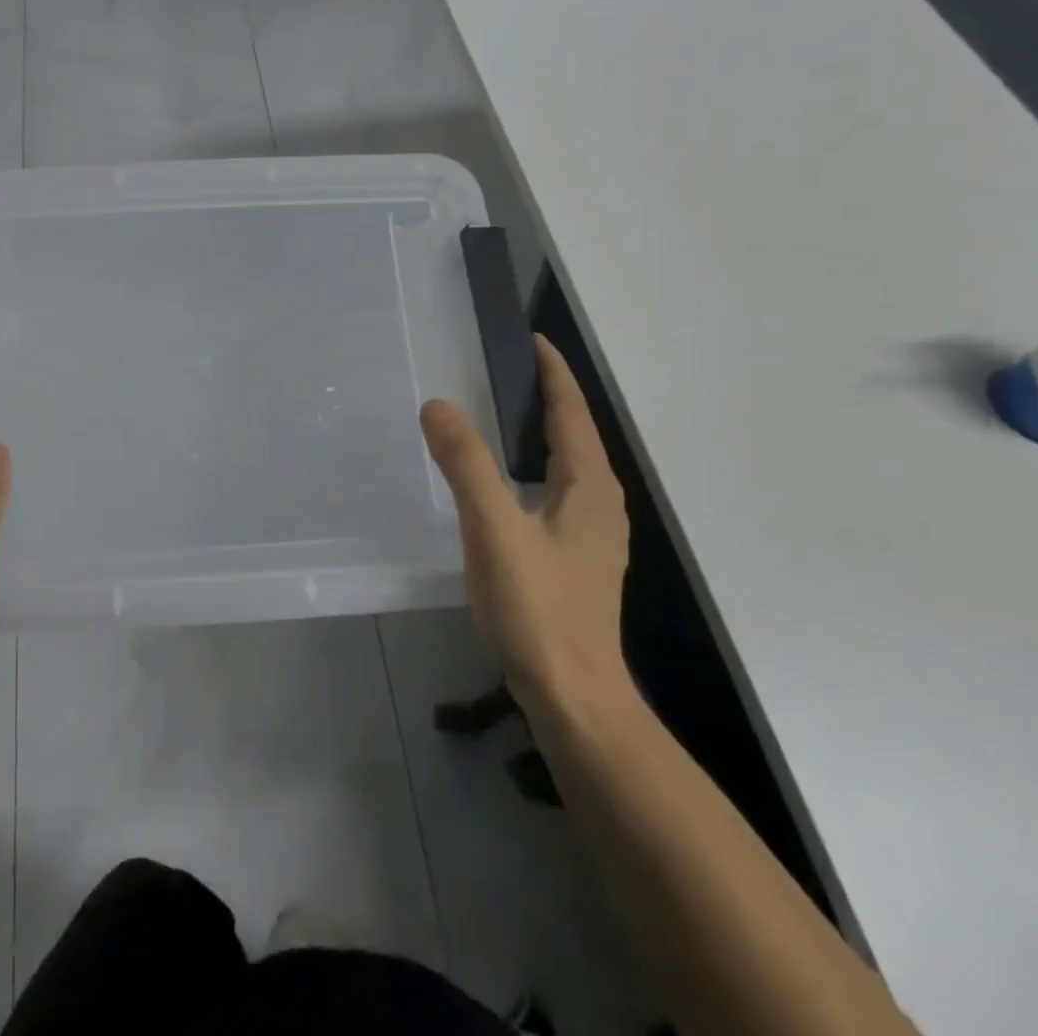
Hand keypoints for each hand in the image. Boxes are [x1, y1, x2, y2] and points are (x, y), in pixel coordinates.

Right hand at [420, 335, 631, 709]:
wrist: (574, 697)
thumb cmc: (539, 610)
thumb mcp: (494, 530)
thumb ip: (466, 465)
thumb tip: (438, 405)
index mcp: (589, 487)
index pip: (572, 411)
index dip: (553, 372)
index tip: (530, 338)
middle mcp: (600, 503)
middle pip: (574, 434)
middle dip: (545, 397)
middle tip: (500, 370)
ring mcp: (592, 535)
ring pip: (566, 465)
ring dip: (539, 433)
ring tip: (498, 416)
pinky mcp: (577, 559)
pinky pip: (556, 492)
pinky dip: (533, 468)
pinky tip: (504, 484)